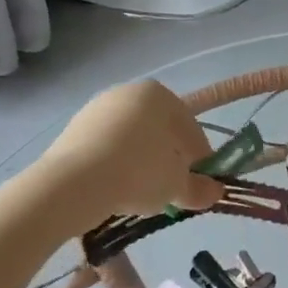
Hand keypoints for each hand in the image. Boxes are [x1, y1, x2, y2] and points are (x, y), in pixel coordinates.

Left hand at [38, 80, 224, 218]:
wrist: (71, 184)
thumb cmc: (137, 172)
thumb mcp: (176, 185)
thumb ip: (199, 187)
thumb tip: (215, 192)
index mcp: (159, 95)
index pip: (190, 129)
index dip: (200, 159)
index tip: (201, 184)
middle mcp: (128, 92)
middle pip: (159, 131)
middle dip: (169, 159)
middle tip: (173, 189)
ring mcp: (97, 109)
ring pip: (131, 140)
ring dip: (141, 163)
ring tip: (143, 195)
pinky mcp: (73, 129)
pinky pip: (105, 149)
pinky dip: (115, 166)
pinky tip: (116, 190)